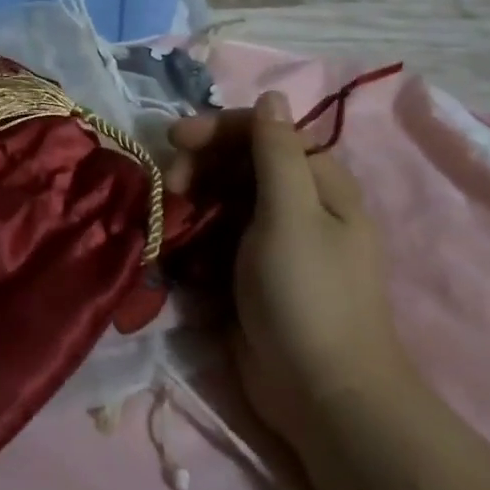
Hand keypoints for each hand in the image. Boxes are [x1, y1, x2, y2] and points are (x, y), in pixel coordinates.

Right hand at [167, 93, 415, 444]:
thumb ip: (277, 152)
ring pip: (223, 199)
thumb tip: (273, 95)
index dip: (218, 129)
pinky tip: (178, 248)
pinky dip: (195, 235)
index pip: (264, 132)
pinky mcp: (252, 272)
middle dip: (200, 166)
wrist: (321, 395)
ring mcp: (274, 240)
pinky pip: (217, 236)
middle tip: (170, 186)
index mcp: (319, 183)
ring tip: (168, 219)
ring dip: (192, 201)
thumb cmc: (308, 294)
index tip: (174, 139)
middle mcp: (298, 204)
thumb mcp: (292, 214)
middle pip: (239, 163)